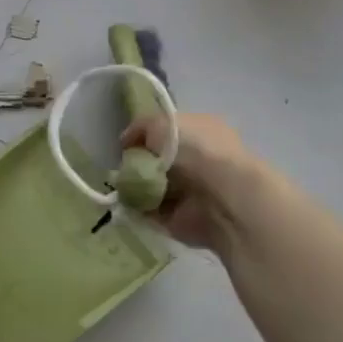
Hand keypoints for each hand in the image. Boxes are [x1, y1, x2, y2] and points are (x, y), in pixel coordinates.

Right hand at [118, 112, 256, 252]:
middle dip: (137, 164)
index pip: (168, 132)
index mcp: (201, 130)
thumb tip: (127, 142)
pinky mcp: (183, 219)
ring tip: (121, 187)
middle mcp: (198, 160)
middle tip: (121, 168)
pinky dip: (138, 210)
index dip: (145, 137)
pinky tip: (126, 205)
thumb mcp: (161, 123)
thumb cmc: (195, 149)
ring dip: (135, 188)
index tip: (125, 145)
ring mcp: (192, 191)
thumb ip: (141, 128)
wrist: (220, 196)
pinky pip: (152, 212)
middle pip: (158, 161)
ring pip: (153, 187)